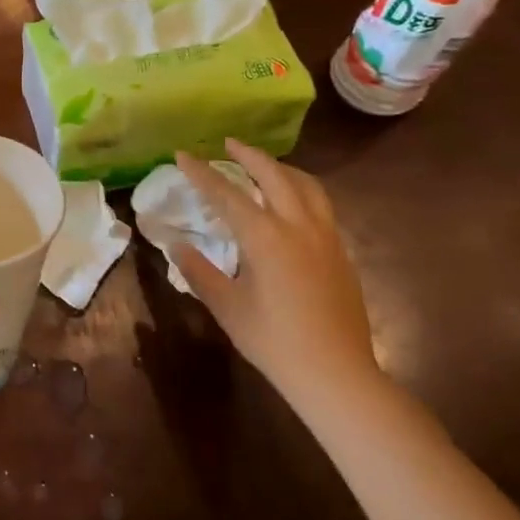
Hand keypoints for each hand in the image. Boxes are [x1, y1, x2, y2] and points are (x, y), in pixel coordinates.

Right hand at [175, 140, 377, 408]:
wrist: (338, 375)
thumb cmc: (275, 341)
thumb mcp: (227, 307)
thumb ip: (199, 271)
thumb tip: (177, 245)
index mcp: (265, 237)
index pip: (226, 194)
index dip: (201, 173)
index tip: (183, 154)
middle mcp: (298, 226)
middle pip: (273, 175)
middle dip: (249, 155)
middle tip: (228, 144)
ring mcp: (326, 236)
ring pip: (306, 185)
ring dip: (280, 168)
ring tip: (263, 165)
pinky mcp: (341, 251)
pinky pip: (320, 204)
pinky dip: (301, 189)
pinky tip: (291, 202)